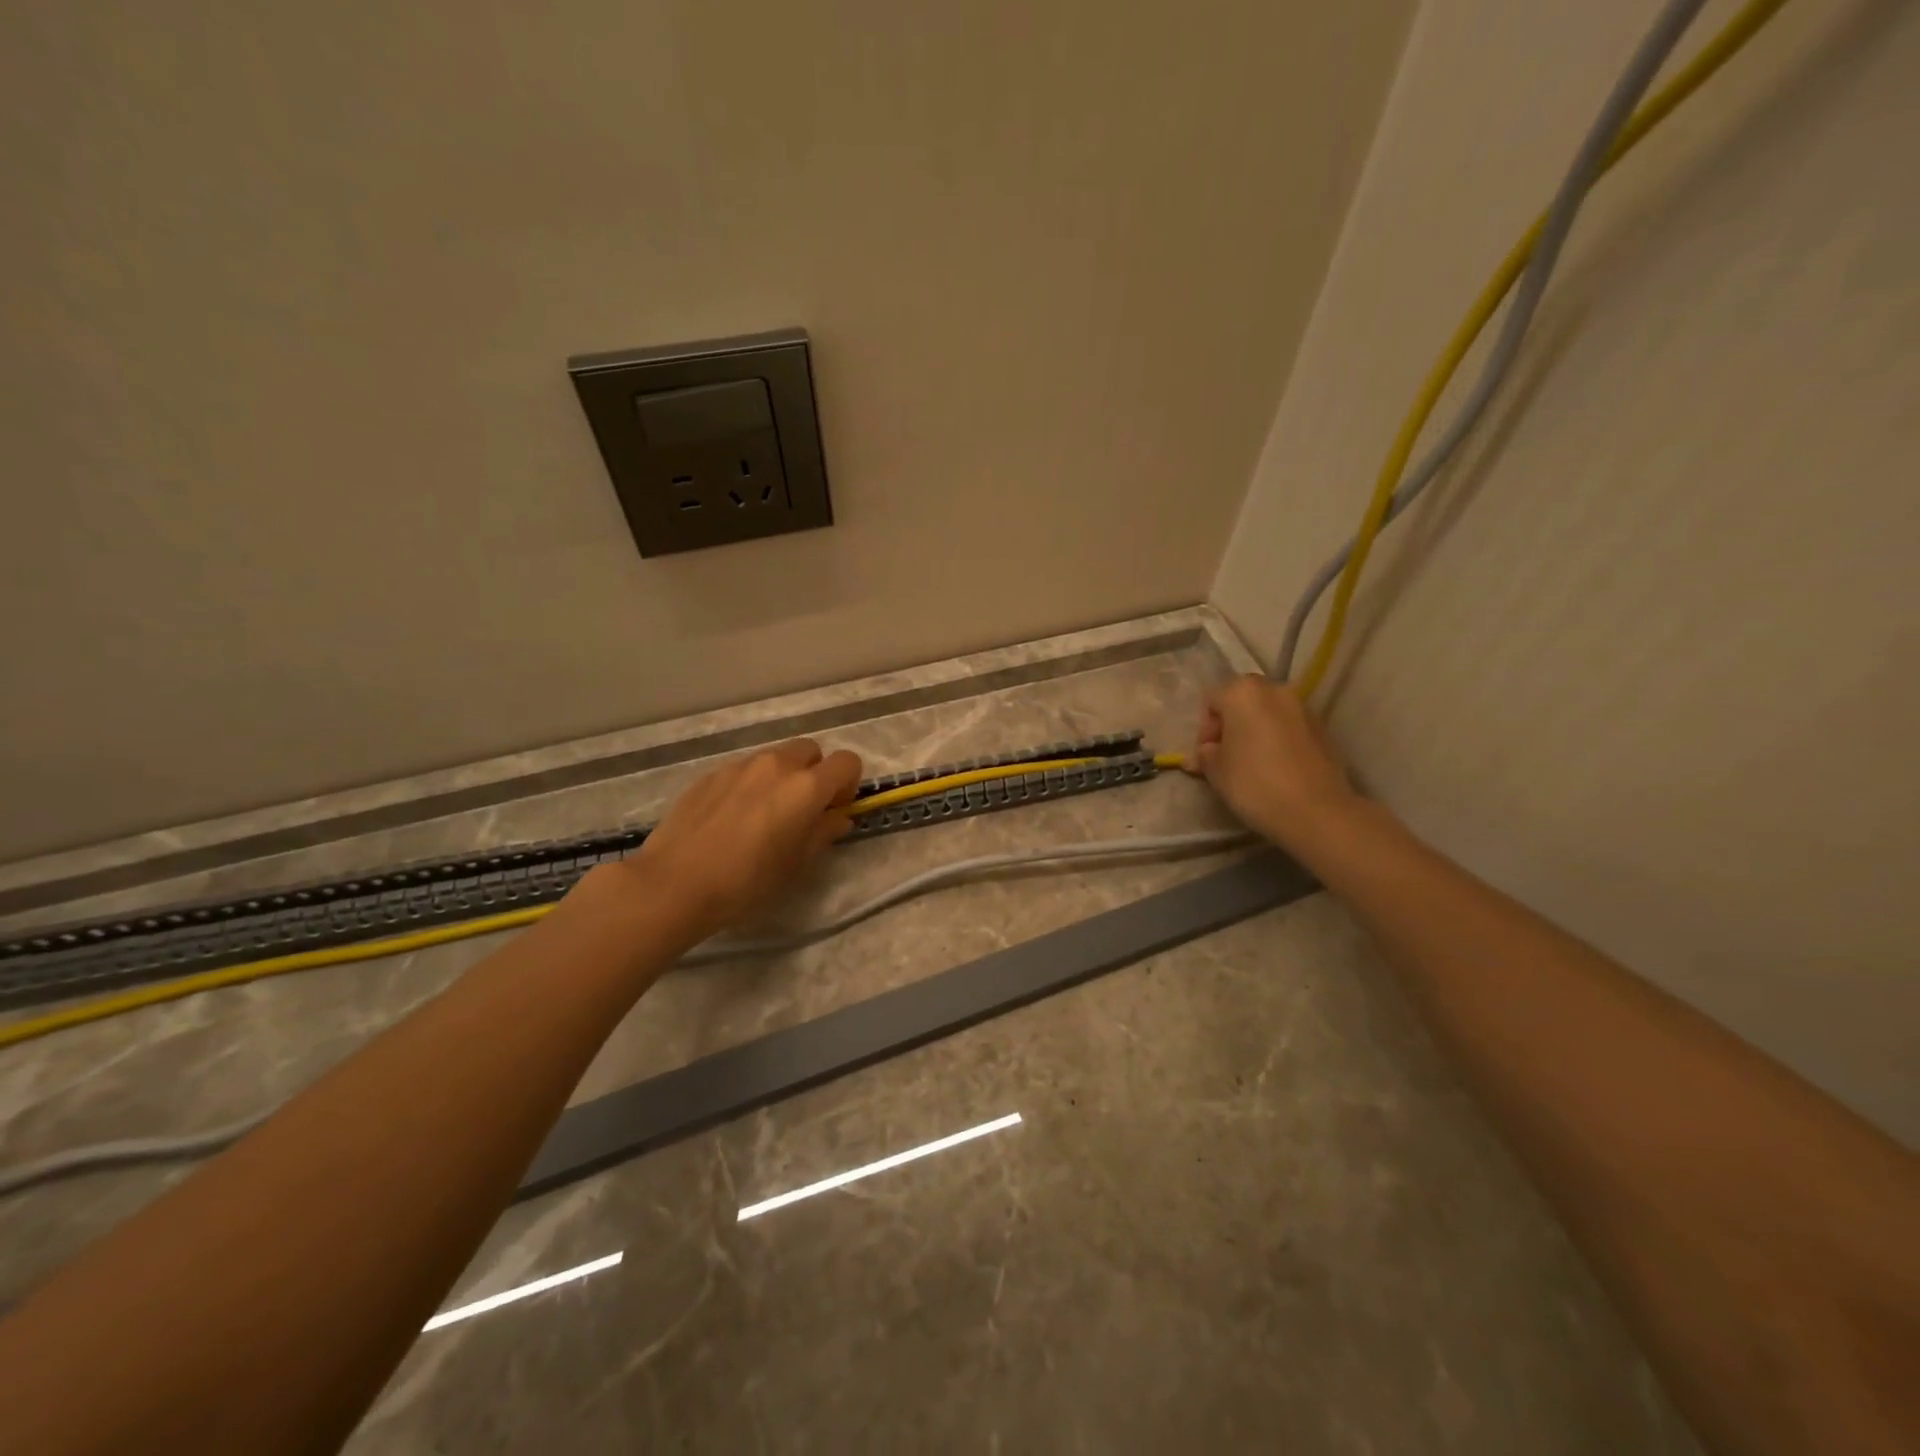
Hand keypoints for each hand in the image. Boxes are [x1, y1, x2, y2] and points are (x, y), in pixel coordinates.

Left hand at [628, 739, 863, 938]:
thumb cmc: (747, 880)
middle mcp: (776, 765)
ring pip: (775, 758)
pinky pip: (744, 770)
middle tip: (803, 809)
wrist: (675, 883)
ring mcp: (740, 766)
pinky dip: (751, 785)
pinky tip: (733, 819)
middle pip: (811, 750)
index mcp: (806, 787)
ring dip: (782, 778)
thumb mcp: (797, 864)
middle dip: (816, 773)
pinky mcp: (711, 774)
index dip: (848, 784)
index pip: (847, 762)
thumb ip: (823, 833)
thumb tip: (837, 818)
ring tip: (765, 815)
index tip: (834, 810)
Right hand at [1190, 675, 1359, 852]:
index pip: (1211, 700)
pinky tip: (1277, 768)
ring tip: (1253, 764)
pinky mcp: (1323, 729)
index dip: (1204, 728)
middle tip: (1227, 755)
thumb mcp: (1216, 771)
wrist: (1316, 811)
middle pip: (1242, 700)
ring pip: (1269, 713)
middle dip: (1231, 724)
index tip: (1208, 755)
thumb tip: (1207, 752)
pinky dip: (1279, 740)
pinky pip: (1290, 728)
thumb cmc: (1254, 784)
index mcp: (1242, 693)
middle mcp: (1275, 690)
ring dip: (1256, 731)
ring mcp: (1303, 708)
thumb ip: (1206, 755)